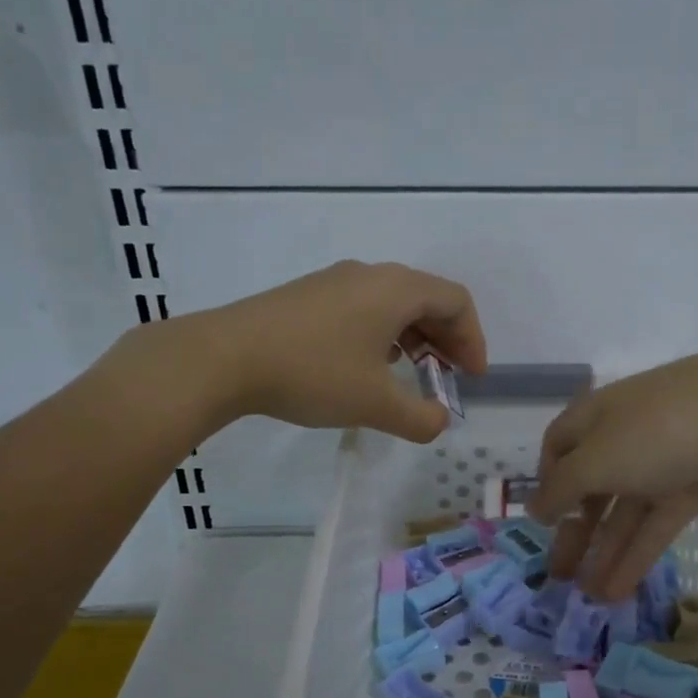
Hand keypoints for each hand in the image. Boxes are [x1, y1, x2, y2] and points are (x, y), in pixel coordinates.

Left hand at [183, 260, 487, 440]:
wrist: (224, 358)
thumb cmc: (312, 374)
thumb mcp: (375, 404)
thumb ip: (419, 418)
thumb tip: (439, 422)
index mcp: (396, 289)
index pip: (456, 301)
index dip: (473, 340)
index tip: (471, 379)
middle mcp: (370, 274)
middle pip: (427, 298)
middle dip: (446, 340)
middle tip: (447, 378)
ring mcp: (334, 281)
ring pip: (393, 303)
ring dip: (414, 338)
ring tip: (411, 375)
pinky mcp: (308, 295)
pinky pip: (363, 307)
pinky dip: (383, 334)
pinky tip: (367, 366)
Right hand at [529, 340, 697, 599]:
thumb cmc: (658, 429)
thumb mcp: (597, 458)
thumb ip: (562, 488)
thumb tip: (534, 508)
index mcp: (594, 420)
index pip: (558, 448)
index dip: (547, 482)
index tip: (542, 521)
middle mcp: (622, 441)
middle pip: (589, 489)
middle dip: (574, 531)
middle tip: (558, 575)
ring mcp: (659, 466)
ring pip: (623, 515)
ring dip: (604, 553)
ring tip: (587, 597)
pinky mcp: (692, 490)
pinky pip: (655, 527)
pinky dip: (636, 556)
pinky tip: (617, 590)